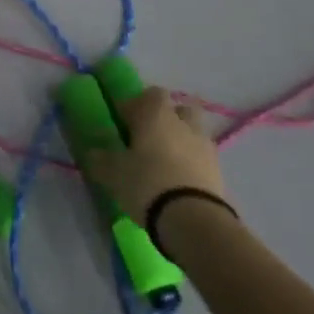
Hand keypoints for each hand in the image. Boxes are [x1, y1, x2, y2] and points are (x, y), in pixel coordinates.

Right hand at [83, 86, 229, 221]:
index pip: (150, 94)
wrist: (193, 219)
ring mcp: (205, 146)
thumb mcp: (113, 172)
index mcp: (157, 114)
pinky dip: (192, 165)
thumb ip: (101, 158)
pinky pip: (202, 159)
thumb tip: (94, 152)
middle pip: (178, 110)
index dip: (137, 105)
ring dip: (181, 142)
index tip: (124, 123)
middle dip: (166, 120)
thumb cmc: (146, 183)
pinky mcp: (219, 172)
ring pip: (193, 133)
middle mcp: (184, 123)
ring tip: (165, 164)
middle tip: (148, 139)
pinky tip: (178, 183)